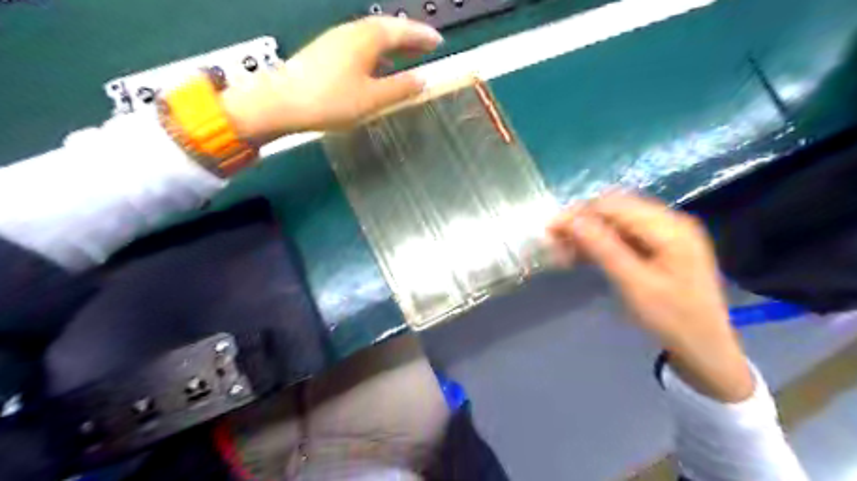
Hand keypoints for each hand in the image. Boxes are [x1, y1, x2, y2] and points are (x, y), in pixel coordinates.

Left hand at [222, 17, 440, 144]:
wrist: (281, 103)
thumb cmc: (331, 101)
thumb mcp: (373, 99)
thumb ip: (400, 89)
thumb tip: (422, 80)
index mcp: (367, 38)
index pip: (403, 30)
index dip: (423, 36)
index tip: (439, 42)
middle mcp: (352, 32)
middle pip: (387, 28)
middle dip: (408, 37)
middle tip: (426, 48)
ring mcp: (336, 40)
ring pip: (372, 36)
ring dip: (392, 45)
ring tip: (405, 58)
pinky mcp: (325, 51)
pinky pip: (359, 45)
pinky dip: (376, 53)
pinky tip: (376, 69)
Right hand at [544, 191, 750, 400]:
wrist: (706, 349)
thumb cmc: (673, 319)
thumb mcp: (635, 285)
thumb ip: (603, 248)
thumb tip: (570, 220)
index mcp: (669, 227)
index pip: (614, 206)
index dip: (578, 214)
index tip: (550, 230)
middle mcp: (669, 221)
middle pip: (615, 209)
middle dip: (581, 222)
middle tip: (555, 242)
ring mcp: (666, 233)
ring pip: (616, 221)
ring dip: (588, 232)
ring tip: (564, 251)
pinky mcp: (660, 246)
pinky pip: (623, 235)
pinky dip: (601, 242)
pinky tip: (583, 256)